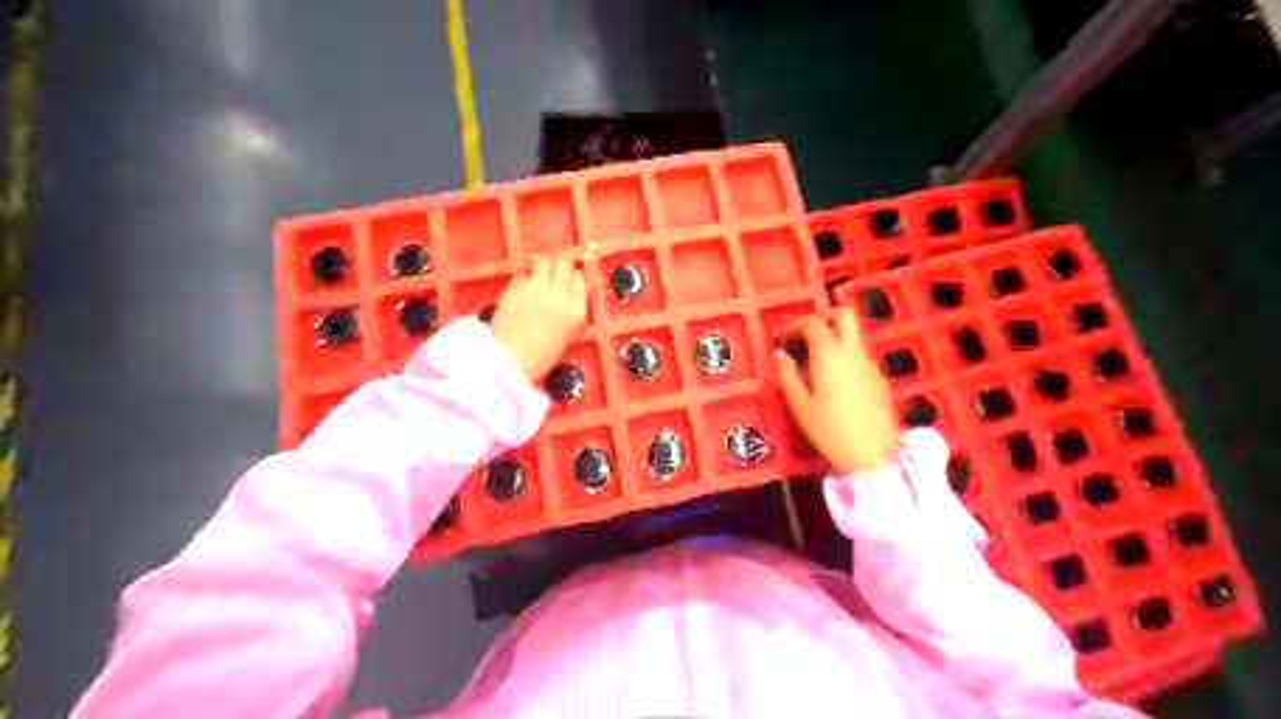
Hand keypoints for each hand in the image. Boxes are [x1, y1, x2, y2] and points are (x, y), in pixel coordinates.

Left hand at [492, 255, 589, 383]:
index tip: (568, 281)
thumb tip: (569, 295)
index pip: (581, 280)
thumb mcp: (567, 335)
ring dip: (542, 265)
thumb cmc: (541, 357)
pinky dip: (525, 278)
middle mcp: (560, 293)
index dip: (573, 278)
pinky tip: (521, 290)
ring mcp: (537, 287)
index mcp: (576, 310)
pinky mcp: (516, 286)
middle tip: (552, 274)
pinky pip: (524, 273)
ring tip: (537, 275)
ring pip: (544, 260)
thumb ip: (571, 312)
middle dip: (559, 266)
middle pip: (564, 263)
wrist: (510, 361)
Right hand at [775, 305, 892, 470]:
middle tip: (808, 334)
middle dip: (825, 317)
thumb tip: (782, 355)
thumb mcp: (799, 405)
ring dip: (836, 338)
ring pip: (854, 336)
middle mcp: (852, 352)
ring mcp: (870, 363)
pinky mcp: (880, 378)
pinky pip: (860, 355)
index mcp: (829, 354)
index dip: (796, 325)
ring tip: (817, 363)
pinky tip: (835, 381)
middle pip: (844, 315)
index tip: (785, 338)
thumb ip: (787, 375)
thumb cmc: (829, 429)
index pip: (814, 323)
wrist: (873, 454)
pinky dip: (846, 356)